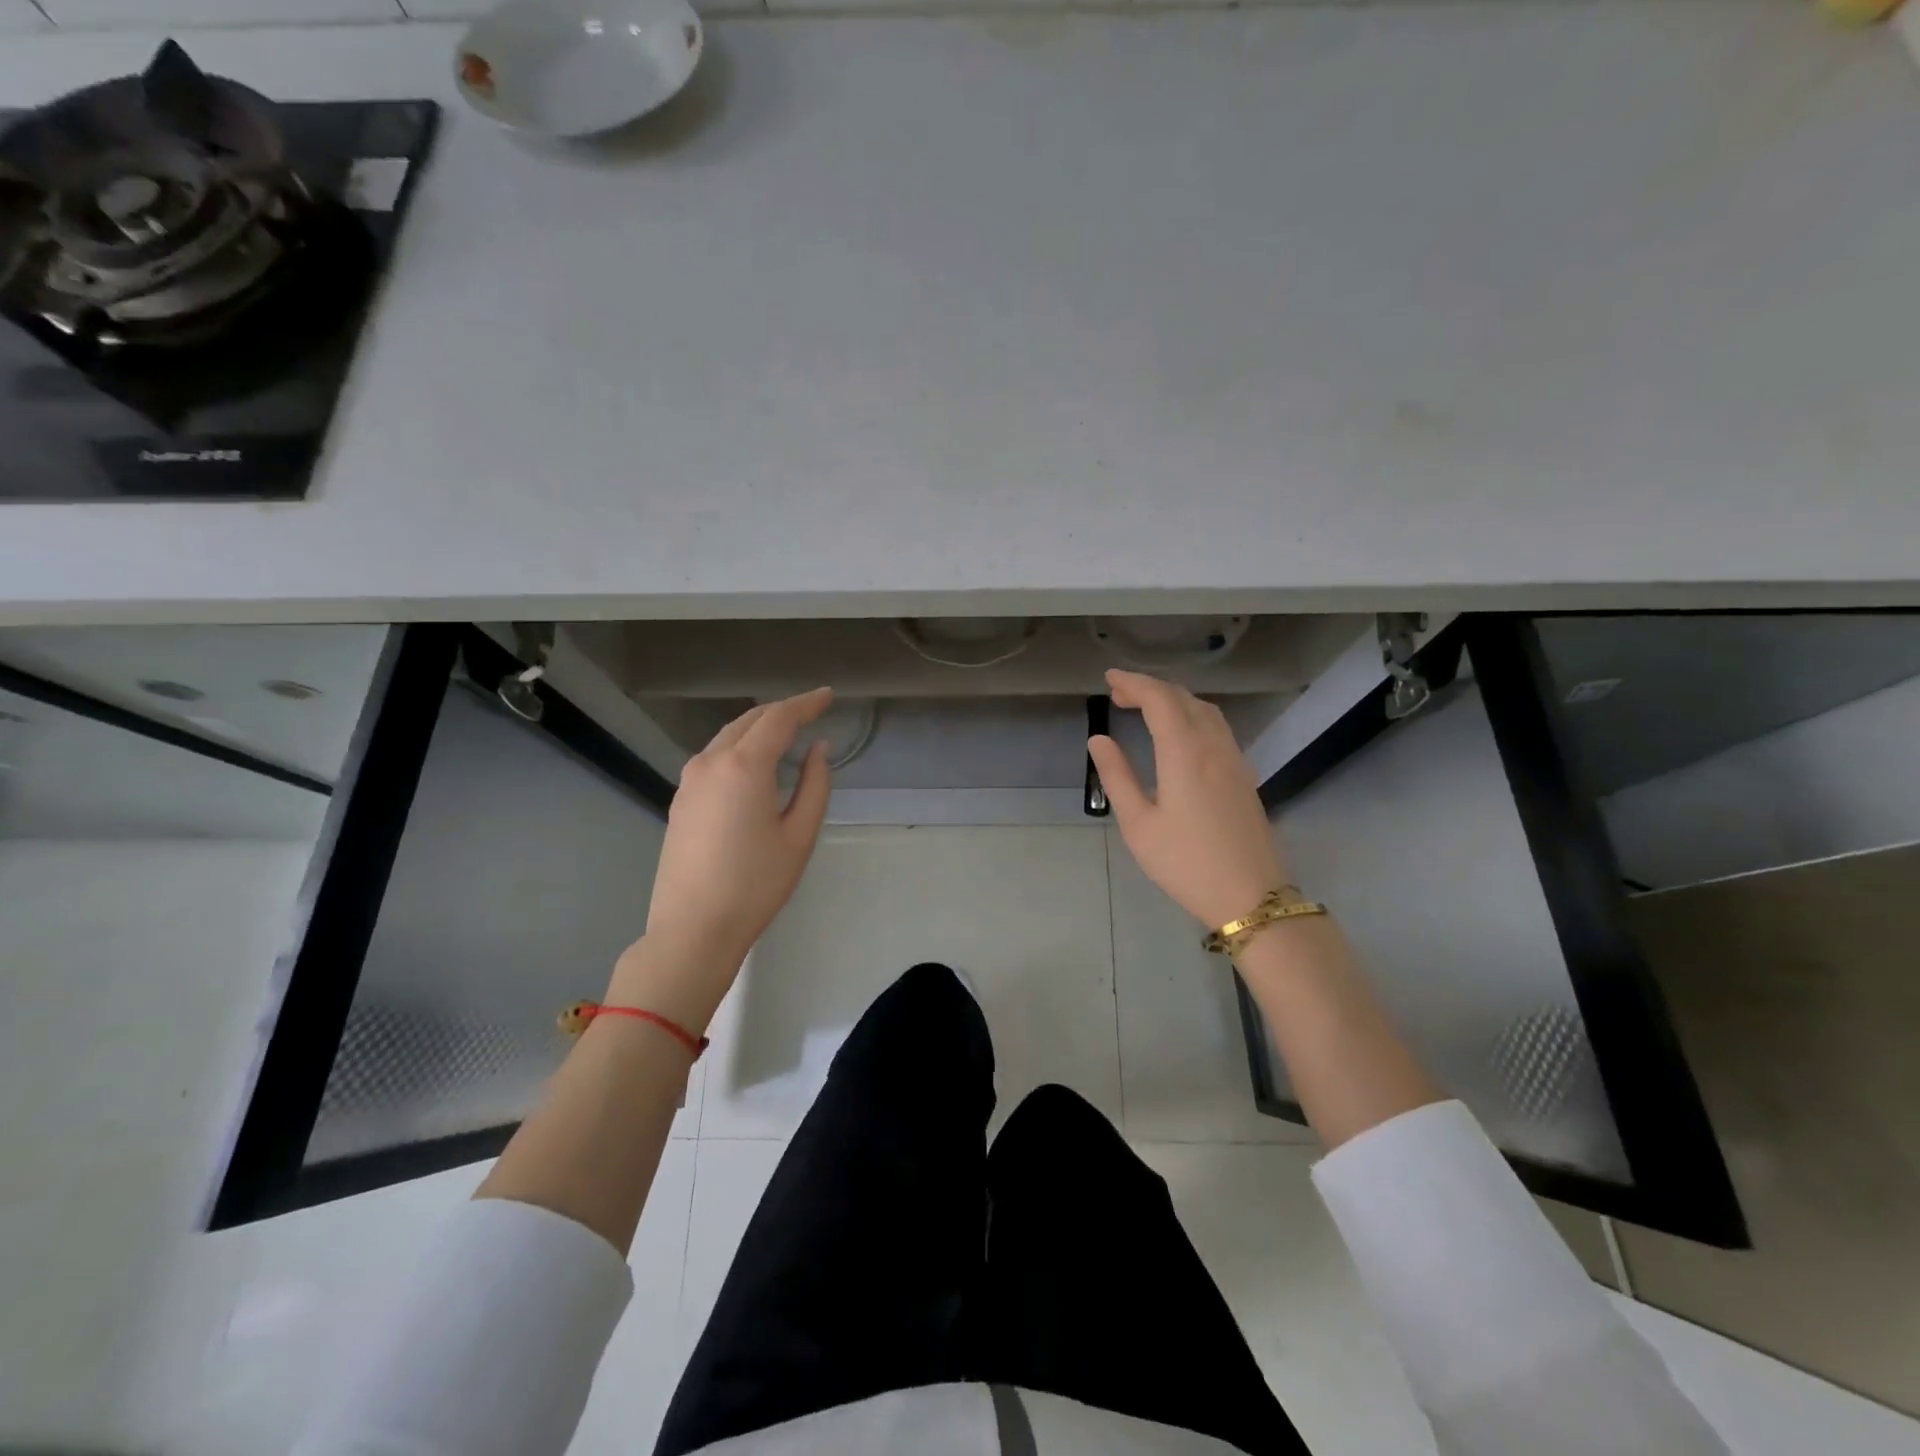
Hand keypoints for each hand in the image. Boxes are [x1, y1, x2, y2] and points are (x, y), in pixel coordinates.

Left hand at [611, 688, 834, 1026]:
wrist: (693, 928)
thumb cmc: (756, 884)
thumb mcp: (800, 835)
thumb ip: (815, 784)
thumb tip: (818, 749)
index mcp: (745, 766)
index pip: (780, 718)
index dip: (807, 703)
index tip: (829, 695)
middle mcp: (711, 762)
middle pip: (751, 720)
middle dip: (782, 710)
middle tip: (812, 710)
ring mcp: (690, 780)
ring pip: (728, 736)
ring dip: (759, 726)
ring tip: (786, 731)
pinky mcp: (681, 799)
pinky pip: (714, 756)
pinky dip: (739, 746)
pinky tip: (754, 762)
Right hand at [1089, 670, 1289, 928]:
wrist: (1250, 896)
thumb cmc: (1186, 863)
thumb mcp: (1139, 824)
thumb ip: (1117, 777)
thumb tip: (1099, 740)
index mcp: (1184, 752)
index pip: (1159, 699)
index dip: (1133, 683)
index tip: (1109, 678)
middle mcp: (1213, 745)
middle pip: (1183, 698)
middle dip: (1150, 688)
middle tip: (1119, 693)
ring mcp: (1234, 759)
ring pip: (1204, 710)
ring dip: (1174, 700)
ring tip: (1145, 708)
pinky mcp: (1244, 775)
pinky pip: (1217, 727)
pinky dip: (1192, 715)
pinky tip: (1179, 734)